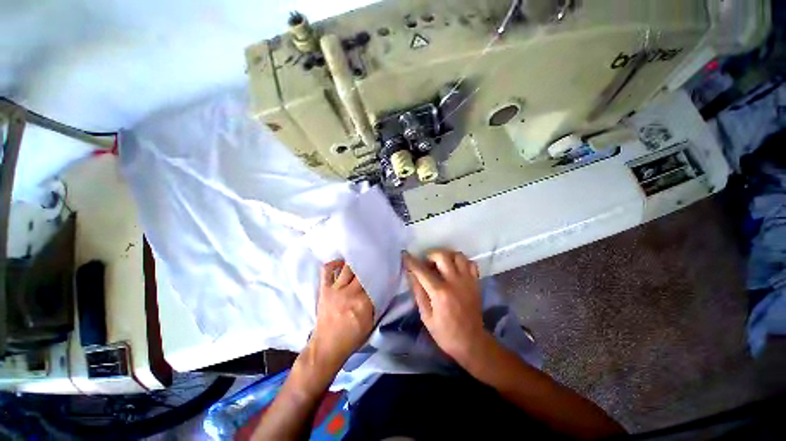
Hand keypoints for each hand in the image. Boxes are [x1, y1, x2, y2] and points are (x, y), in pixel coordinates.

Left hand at [308, 260, 373, 373]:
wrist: (327, 347)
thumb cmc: (352, 337)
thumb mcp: (370, 323)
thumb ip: (376, 304)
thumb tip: (381, 288)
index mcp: (363, 303)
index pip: (374, 281)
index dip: (379, 273)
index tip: (384, 266)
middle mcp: (350, 293)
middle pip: (362, 271)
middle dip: (369, 264)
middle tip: (374, 259)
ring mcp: (335, 289)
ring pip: (347, 268)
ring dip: (355, 263)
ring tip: (359, 258)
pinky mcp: (325, 289)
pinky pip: (327, 270)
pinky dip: (334, 264)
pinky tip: (341, 263)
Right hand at [403, 249, 486, 364]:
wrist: (471, 342)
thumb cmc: (445, 333)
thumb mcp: (426, 316)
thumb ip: (418, 292)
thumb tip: (411, 274)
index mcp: (440, 293)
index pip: (422, 271)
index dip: (412, 261)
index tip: (405, 255)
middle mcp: (455, 282)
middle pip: (442, 256)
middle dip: (430, 255)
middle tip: (426, 263)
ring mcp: (468, 281)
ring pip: (458, 255)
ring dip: (447, 256)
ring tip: (441, 264)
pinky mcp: (476, 283)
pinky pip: (470, 263)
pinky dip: (461, 262)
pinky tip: (455, 269)